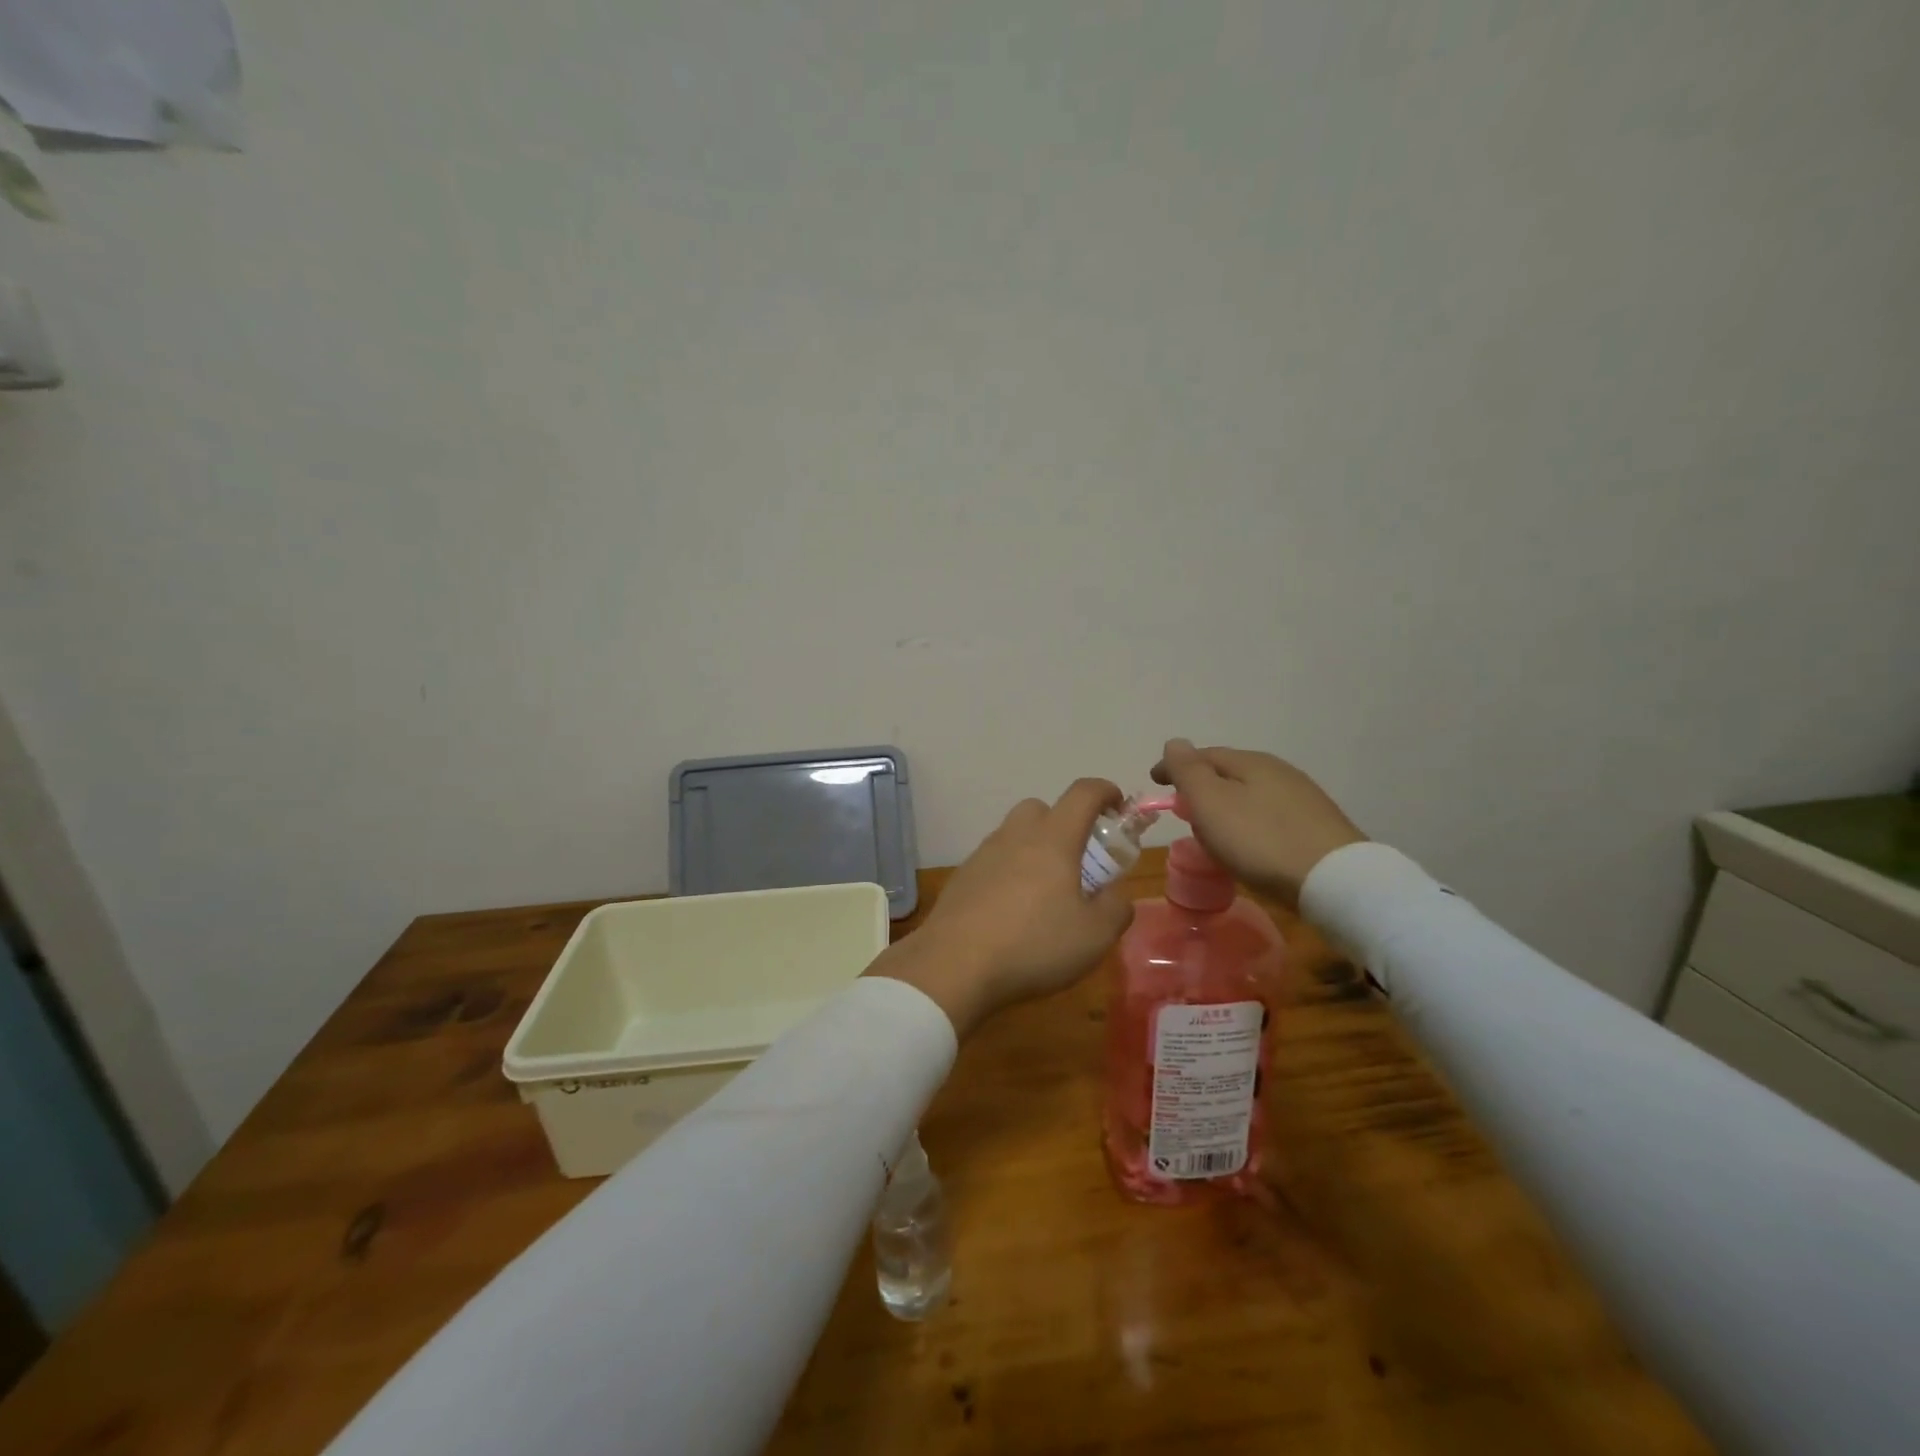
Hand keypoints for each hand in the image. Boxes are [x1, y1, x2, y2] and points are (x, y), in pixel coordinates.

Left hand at [868, 779, 1135, 1036]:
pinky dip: (1009, 873)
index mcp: (1053, 839)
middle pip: (1042, 808)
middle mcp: (1015, 835)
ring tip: (1046, 893)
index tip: (1118, 807)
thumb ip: (1115, 908)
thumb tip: (1113, 894)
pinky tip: (1013, 912)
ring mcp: (983, 854)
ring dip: (1035, 850)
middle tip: (1079, 860)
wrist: (954, 965)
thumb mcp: (1095, 936)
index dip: (1105, 792)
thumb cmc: (1034, 944)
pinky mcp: (962, 877)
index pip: (1083, 794)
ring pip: (1014, 835)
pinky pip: (994, 862)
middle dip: (1065, 823)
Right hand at [1151, 739, 1364, 905]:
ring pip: (1251, 794)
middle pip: (1228, 773)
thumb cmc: (1260, 840)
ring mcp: (1303, 798)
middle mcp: (1279, 771)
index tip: (1155, 782)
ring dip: (1227, 806)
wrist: (1335, 881)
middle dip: (1202, 786)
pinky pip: (1270, 816)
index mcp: (1250, 762)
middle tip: (1183, 810)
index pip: (1202, 755)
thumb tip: (1174, 742)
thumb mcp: (1210, 802)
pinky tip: (1250, 844)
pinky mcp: (1318, 826)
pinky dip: (1250, 823)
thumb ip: (1187, 770)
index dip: (1174, 767)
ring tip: (1213, 831)